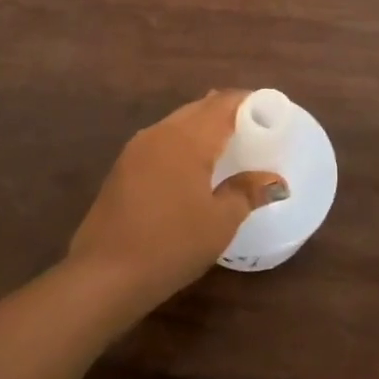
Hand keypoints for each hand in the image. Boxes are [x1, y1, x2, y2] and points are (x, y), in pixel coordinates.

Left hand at [67, 90, 289, 309]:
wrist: (103, 276)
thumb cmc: (171, 245)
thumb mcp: (220, 222)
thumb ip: (247, 192)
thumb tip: (274, 180)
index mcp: (188, 138)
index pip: (223, 103)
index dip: (249, 102)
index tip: (271, 112)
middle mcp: (161, 133)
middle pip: (200, 108)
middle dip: (227, 112)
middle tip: (254, 128)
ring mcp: (137, 148)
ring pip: (178, 122)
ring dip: (204, 126)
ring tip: (227, 144)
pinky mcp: (123, 167)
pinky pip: (162, 140)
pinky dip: (184, 142)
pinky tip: (193, 165)